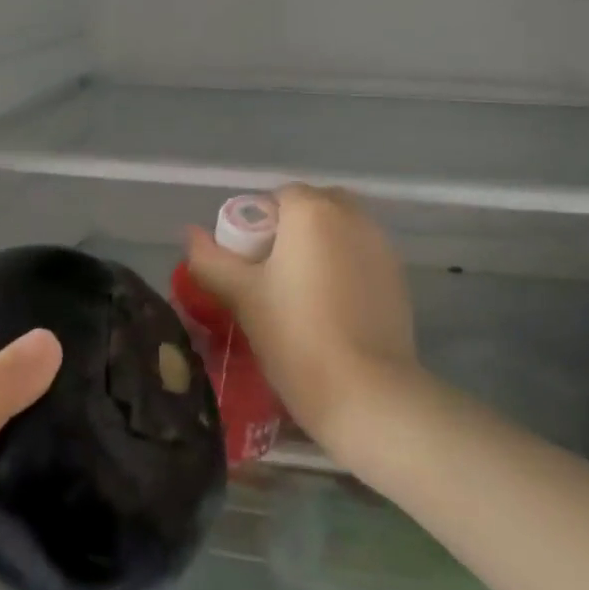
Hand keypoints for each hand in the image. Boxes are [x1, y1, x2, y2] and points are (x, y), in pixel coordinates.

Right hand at [185, 185, 424, 460]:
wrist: (366, 392)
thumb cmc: (295, 335)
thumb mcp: (242, 297)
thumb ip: (210, 260)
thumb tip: (190, 235)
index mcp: (312, 211)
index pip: (277, 197)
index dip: (257, 225)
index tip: (248, 264)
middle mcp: (352, 216)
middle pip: (313, 208)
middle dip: (291, 231)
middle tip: (272, 276)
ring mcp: (381, 245)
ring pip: (340, 231)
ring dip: (319, 247)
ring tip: (301, 294)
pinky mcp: (398, 276)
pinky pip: (360, 255)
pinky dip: (344, 267)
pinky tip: (332, 309)